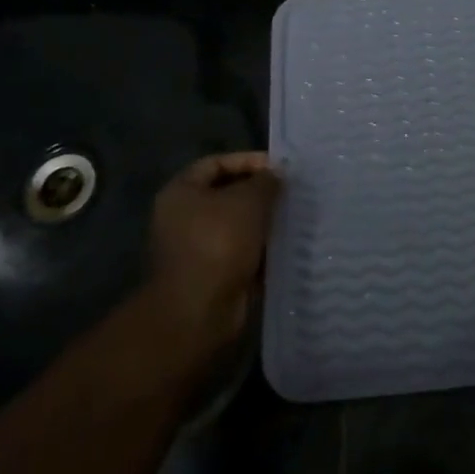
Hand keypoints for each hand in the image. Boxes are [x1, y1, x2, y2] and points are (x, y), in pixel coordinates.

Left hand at [148, 151, 281, 351]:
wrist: (198, 313)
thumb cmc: (218, 244)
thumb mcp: (249, 201)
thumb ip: (266, 182)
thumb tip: (276, 176)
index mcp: (180, 192)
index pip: (216, 163)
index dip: (248, 161)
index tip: (280, 168)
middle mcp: (182, 218)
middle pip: (226, 195)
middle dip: (259, 193)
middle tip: (290, 192)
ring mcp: (195, 249)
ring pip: (236, 225)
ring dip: (262, 222)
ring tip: (293, 217)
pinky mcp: (211, 275)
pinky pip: (240, 252)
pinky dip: (260, 249)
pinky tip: (286, 246)